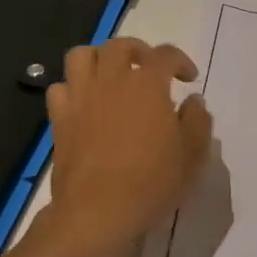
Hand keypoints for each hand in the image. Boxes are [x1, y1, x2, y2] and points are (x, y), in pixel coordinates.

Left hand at [42, 37, 212, 256]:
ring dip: (98, 58)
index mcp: (147, 84)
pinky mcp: (59, 118)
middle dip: (138, 50)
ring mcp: (80, 97)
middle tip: (148, 69)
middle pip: (119, 45)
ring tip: (110, 76)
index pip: (165, 54)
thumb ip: (197, 121)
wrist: (98, 211)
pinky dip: (72, 89)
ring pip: (81, 55)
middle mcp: (111, 80)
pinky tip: (84, 104)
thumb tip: (193, 101)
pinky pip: (59, 88)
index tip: (188, 78)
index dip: (180, 60)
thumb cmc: (151, 182)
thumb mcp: (192, 155)